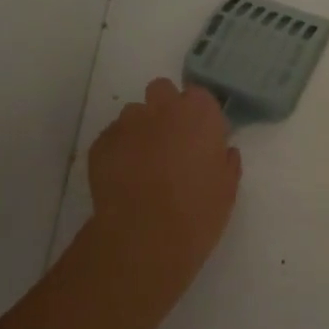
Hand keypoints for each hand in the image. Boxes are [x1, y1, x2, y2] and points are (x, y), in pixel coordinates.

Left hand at [84, 78, 241, 298]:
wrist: (145, 237)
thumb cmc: (197, 211)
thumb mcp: (227, 188)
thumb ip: (225, 161)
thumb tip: (221, 151)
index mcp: (199, 113)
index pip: (199, 96)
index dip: (200, 116)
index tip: (202, 139)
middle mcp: (162, 108)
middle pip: (162, 91)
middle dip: (166, 108)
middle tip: (171, 142)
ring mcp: (128, 124)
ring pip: (134, 114)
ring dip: (141, 130)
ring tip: (143, 164)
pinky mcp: (101, 144)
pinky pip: (113, 138)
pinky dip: (119, 151)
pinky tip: (124, 179)